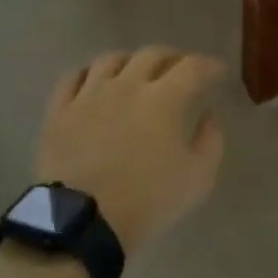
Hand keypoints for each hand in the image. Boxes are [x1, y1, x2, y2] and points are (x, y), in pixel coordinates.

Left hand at [37, 48, 225, 256]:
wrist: (84, 223)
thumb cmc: (148, 202)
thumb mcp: (198, 179)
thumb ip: (211, 142)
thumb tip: (208, 117)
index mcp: (164, 99)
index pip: (193, 67)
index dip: (209, 65)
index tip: (218, 72)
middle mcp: (127, 85)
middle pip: (152, 54)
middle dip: (172, 57)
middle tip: (180, 68)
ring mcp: (89, 95)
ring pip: (110, 59)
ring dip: (130, 60)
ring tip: (136, 71)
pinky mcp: (60, 111)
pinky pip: (72, 78)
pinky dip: (88, 73)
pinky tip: (94, 81)